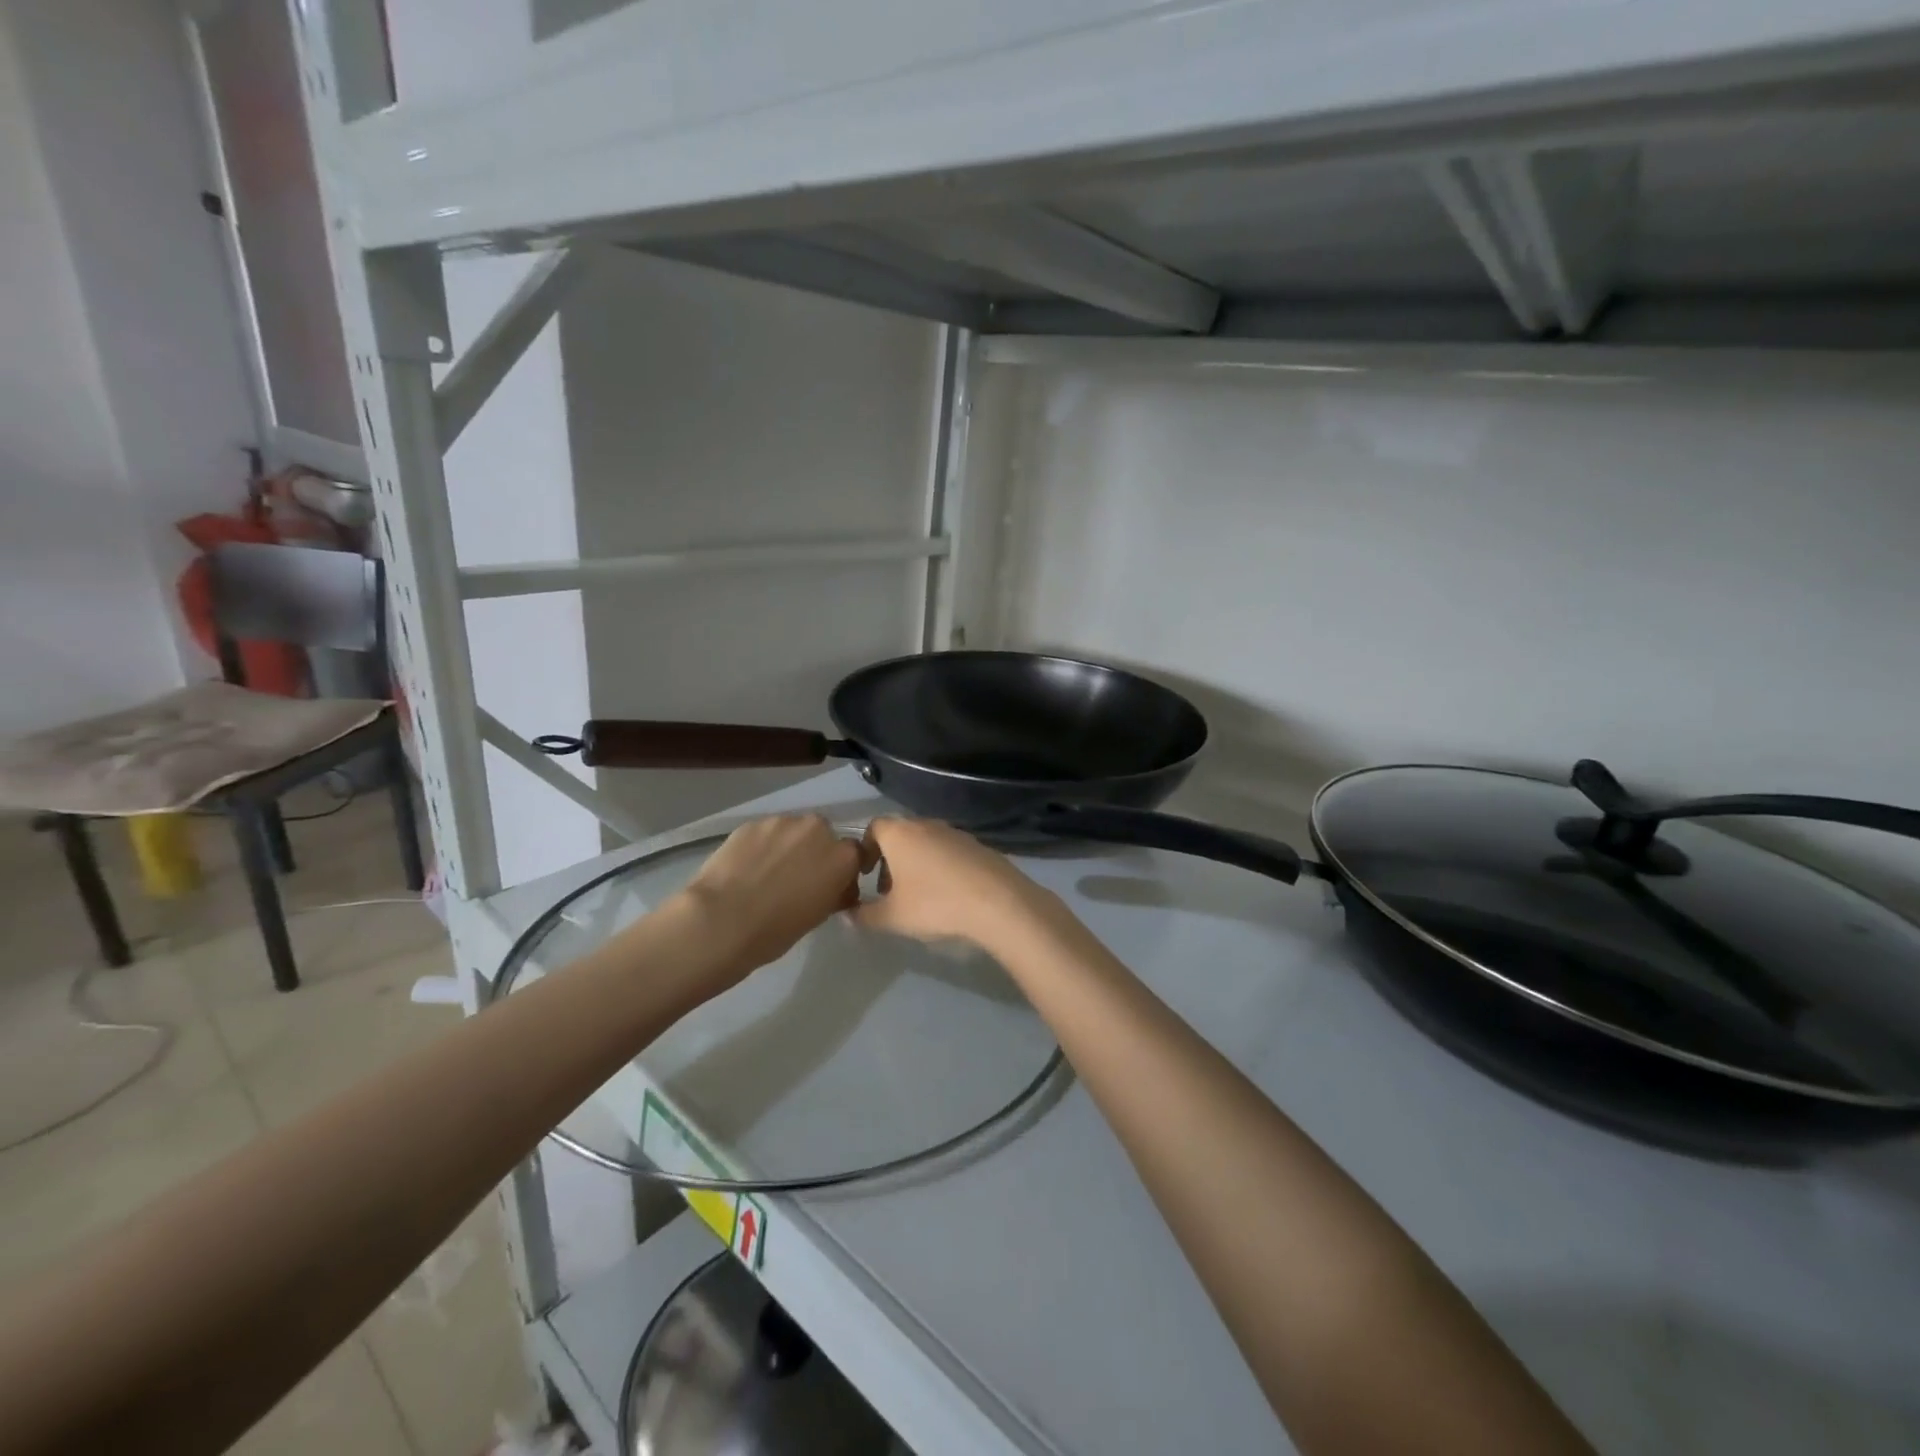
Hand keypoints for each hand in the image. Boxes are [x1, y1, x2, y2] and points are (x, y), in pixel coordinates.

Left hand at [671, 815, 862, 983]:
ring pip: (792, 831)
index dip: (842, 869)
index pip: (854, 854)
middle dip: (814, 852)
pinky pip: (765, 832)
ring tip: (766, 872)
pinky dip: (761, 846)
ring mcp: (782, 822)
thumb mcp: (817, 916)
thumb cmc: (775, 930)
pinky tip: (745, 867)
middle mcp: (817, 830)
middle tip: (796, 878)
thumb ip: (832, 893)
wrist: (721, 921)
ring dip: (787, 846)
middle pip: (823, 835)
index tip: (831, 886)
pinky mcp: (751, 823)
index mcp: (841, 857)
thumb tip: (833, 889)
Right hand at [850, 817, 1065, 956]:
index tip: (865, 874)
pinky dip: (940, 866)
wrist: (997, 901)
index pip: (874, 827)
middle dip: (890, 859)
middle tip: (889, 890)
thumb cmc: (935, 903)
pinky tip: (947, 893)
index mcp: (900, 833)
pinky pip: (948, 851)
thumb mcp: (892, 917)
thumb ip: (865, 915)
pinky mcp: (977, 844)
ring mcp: (955, 832)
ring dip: (916, 863)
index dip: (866, 849)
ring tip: (918, 895)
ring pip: (925, 842)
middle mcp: (926, 824)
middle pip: (900, 834)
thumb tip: (847, 916)